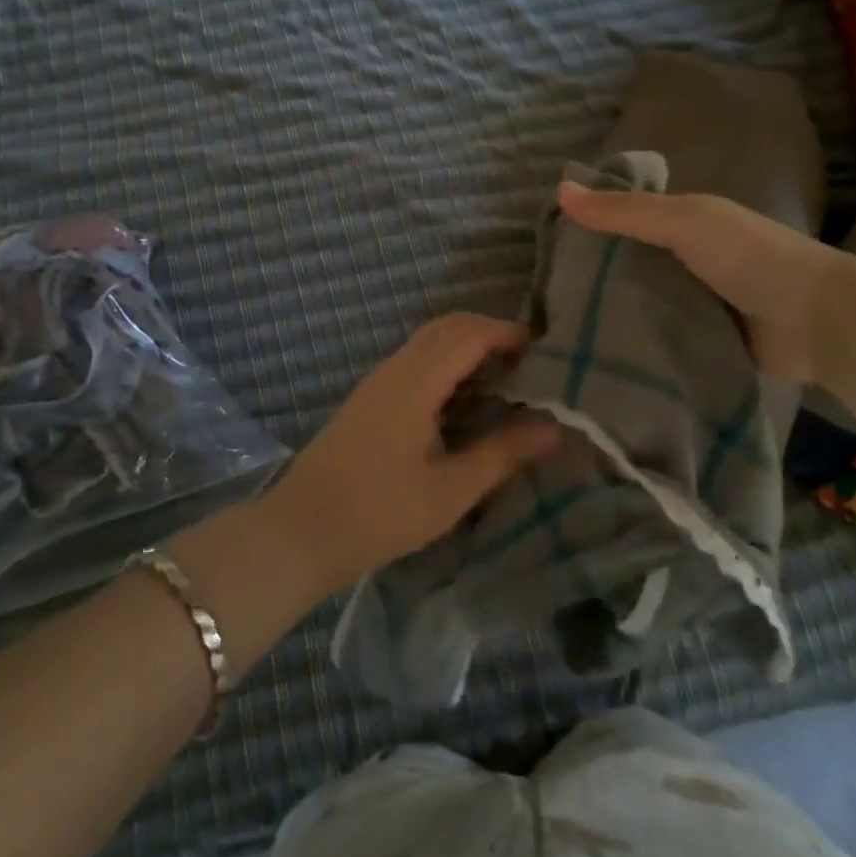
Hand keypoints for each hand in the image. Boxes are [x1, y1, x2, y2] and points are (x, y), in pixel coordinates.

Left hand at [257, 313, 561, 597]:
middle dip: (490, 333)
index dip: (509, 333)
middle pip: (448, 326)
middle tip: (528, 365)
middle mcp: (396, 368)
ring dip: (467, 347)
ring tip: (503, 381)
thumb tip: (554, 428)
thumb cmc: (381, 512)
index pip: (470, 333)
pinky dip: (447, 363)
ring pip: (429, 341)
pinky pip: (416, 360)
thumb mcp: (451, 489)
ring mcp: (378, 381)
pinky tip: (463, 400)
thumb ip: (503, 453)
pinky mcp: (369, 398)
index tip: (546, 353)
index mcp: (416, 381)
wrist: (301, 530)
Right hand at [557, 181, 842, 380]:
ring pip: (638, 305)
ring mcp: (692, 303)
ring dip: (611, 316)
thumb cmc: (749, 256)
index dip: (588, 229)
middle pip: (627, 266)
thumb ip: (625, 211)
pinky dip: (634, 345)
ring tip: (560, 332)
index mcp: (682, 224)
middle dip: (592, 280)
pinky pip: (656, 340)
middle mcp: (683, 261)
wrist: (815, 321)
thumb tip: (560, 189)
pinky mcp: (699, 342)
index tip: (543, 249)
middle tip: (544, 300)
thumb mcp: (683, 221)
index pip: (623, 220)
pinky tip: (597, 355)